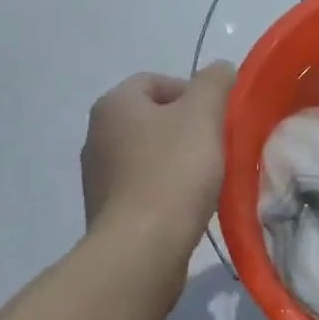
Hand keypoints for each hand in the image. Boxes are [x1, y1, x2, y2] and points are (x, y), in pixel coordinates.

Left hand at [80, 63, 235, 246]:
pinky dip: (167, 189)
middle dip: (188, 127)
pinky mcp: (107, 212)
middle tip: (217, 145)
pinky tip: (188, 205)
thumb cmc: (172, 172)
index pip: (157, 81)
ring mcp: (98, 176)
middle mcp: (97, 135)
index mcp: (114, 104)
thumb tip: (221, 69)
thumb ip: (214, 82)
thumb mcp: (203, 114)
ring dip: (179, 160)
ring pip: (150, 153)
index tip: (217, 117)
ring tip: (207, 178)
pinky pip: (144, 187)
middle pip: (154, 117)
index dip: (192, 92)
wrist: (141, 251)